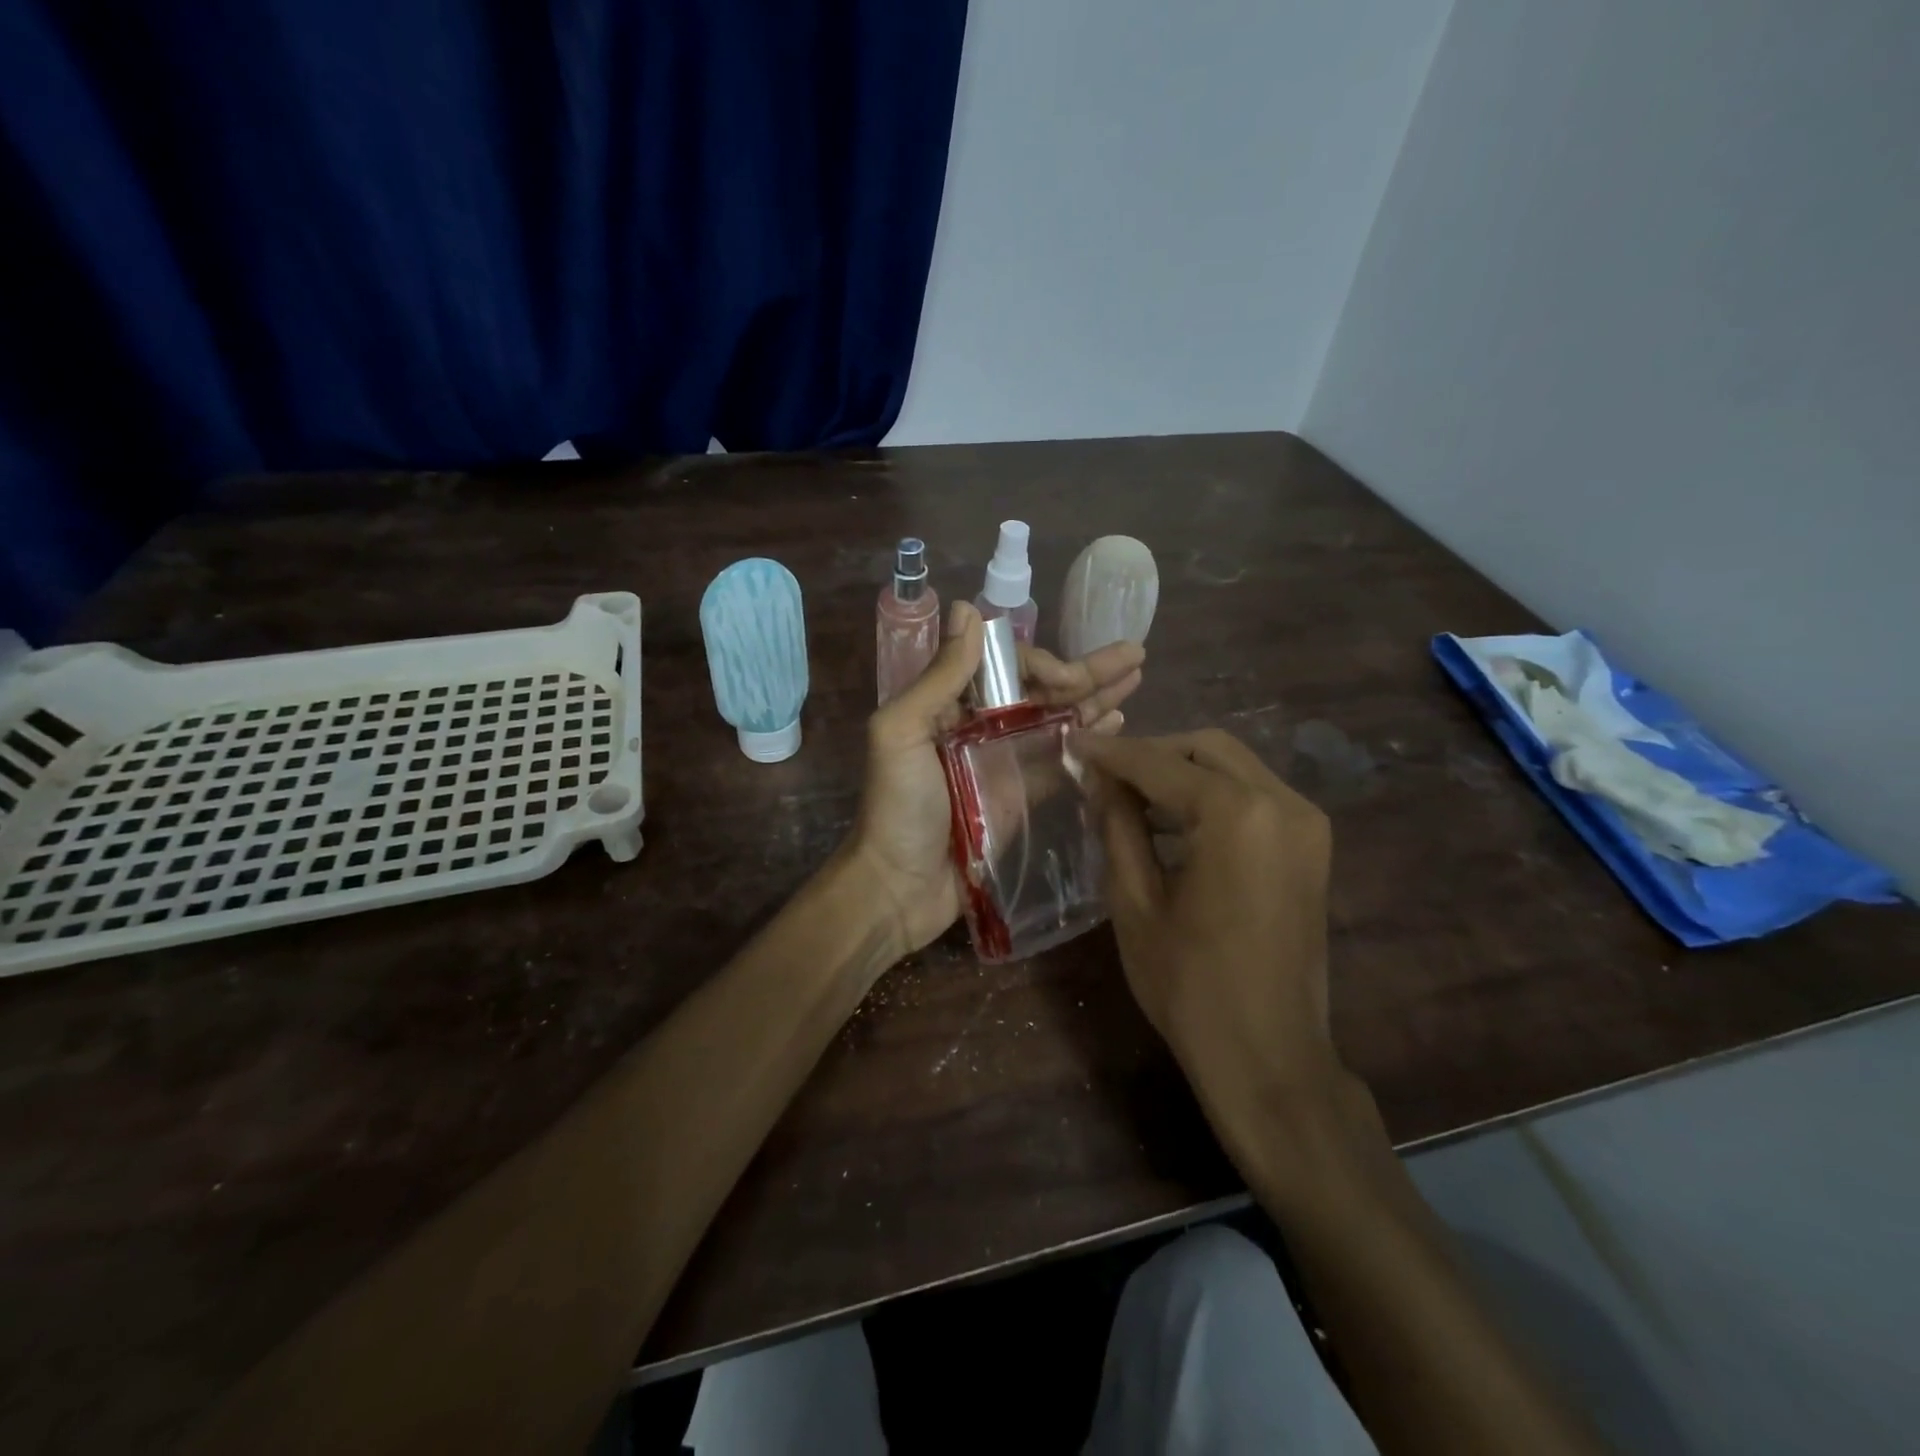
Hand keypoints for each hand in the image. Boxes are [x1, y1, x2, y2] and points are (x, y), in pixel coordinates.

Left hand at [849, 601, 1144, 957]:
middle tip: (1135, 654)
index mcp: (951, 704)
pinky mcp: (1022, 797)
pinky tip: (1119, 723)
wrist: (899, 887)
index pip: (1007, 667)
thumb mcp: (901, 732)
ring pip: (1058, 720)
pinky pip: (1060, 760)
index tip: (1067, 678)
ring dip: (1096, 698)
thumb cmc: (897, 807)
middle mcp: (981, 726)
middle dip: (1086, 670)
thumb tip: (967, 609)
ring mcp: (1004, 762)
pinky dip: (1089, 740)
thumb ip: (940, 677)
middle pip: (1041, 690)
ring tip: (1137, 679)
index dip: (1042, 664)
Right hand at [1078, 729, 1339, 1120]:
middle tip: (1103, 775)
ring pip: (1233, 767)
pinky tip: (1174, 821)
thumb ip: (1119, 825)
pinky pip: (1254, 796)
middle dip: (1151, 754)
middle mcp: (1282, 802)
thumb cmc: (1189, 984)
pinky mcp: (1312, 845)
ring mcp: (1306, 823)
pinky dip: (1211, 795)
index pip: (1160, 763)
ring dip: (1181, 772)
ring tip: (1130, 797)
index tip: (1073, 744)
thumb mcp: (1134, 900)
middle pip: (1206, 749)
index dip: (1111, 753)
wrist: (1268, 1055)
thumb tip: (1102, 778)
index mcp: (1236, 813)